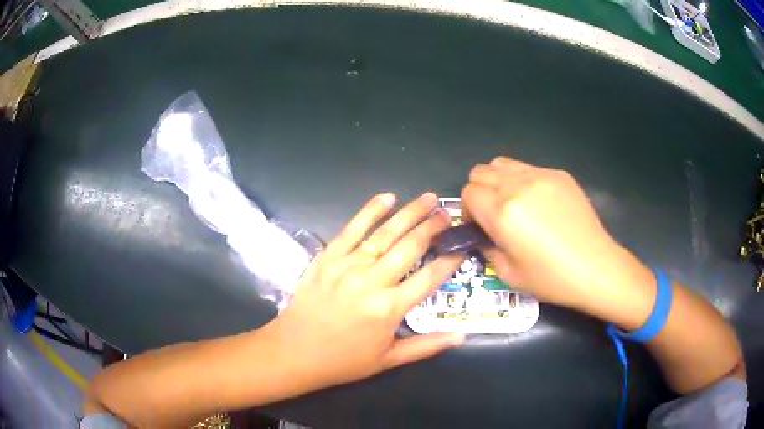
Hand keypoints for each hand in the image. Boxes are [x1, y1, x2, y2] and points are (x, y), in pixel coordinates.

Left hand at [266, 193, 464, 392]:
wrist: (294, 352)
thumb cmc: (344, 360)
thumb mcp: (389, 360)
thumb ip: (427, 346)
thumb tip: (461, 336)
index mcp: (389, 309)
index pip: (431, 277)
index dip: (452, 259)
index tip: (464, 244)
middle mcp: (372, 282)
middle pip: (411, 247)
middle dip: (434, 227)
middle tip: (450, 214)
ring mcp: (347, 266)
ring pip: (385, 233)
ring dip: (410, 213)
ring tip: (430, 198)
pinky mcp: (327, 257)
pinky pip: (351, 229)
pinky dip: (370, 211)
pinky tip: (388, 197)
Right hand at [462, 157, 637, 307]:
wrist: (595, 268)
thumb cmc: (551, 278)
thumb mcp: (509, 274)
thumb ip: (487, 248)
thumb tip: (482, 235)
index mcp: (503, 212)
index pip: (468, 193)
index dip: (468, 210)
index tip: (480, 226)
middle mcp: (518, 186)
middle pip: (481, 172)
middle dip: (480, 192)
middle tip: (494, 214)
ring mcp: (541, 176)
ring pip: (502, 163)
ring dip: (499, 181)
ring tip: (514, 203)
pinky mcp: (559, 175)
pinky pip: (529, 168)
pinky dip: (524, 181)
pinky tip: (540, 204)